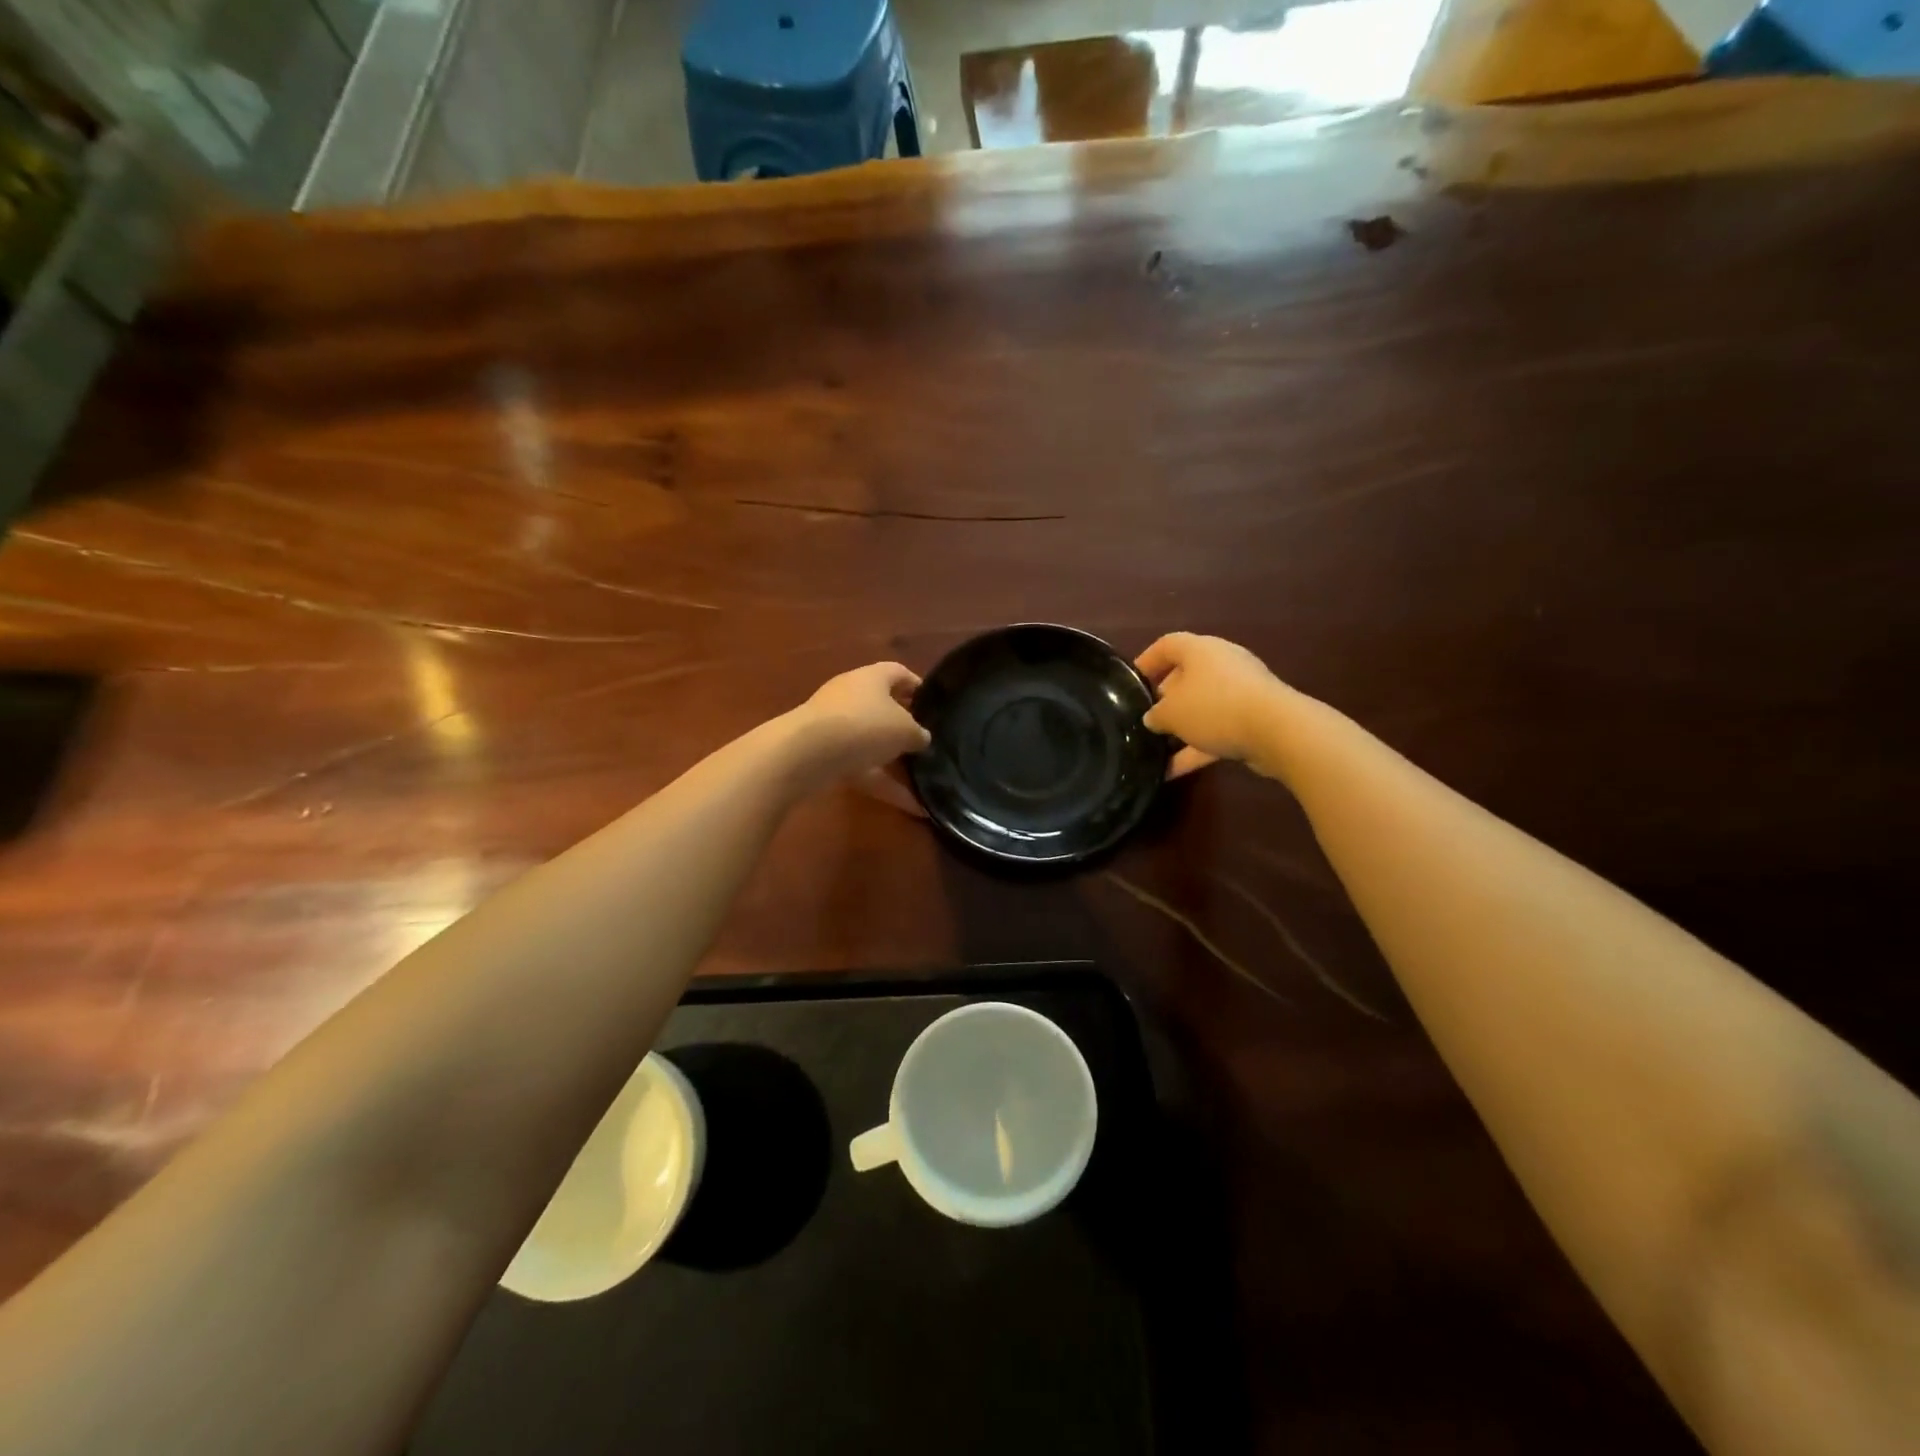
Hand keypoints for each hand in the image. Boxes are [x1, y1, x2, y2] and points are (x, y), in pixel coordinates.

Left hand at [792, 661, 930, 788]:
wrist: (807, 754)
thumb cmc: (864, 726)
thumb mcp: (905, 730)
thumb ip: (918, 733)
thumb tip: (921, 738)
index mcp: (872, 677)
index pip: (898, 673)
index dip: (917, 686)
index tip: (934, 705)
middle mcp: (851, 696)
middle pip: (883, 708)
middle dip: (904, 727)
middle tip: (928, 743)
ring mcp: (835, 726)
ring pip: (872, 742)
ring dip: (894, 760)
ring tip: (925, 779)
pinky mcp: (826, 755)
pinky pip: (862, 769)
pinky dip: (884, 785)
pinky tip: (912, 807)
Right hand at [1135, 633, 1288, 778]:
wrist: (1276, 730)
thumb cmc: (1214, 707)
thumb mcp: (1171, 713)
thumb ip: (1155, 715)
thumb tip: (1153, 718)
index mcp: (1200, 650)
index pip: (1167, 645)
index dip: (1147, 660)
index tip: (1131, 682)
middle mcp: (1222, 664)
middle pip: (1186, 676)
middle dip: (1165, 699)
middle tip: (1147, 718)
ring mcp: (1241, 691)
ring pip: (1203, 707)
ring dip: (1182, 728)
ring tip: (1157, 749)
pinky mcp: (1254, 717)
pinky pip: (1218, 730)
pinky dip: (1196, 749)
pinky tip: (1173, 771)